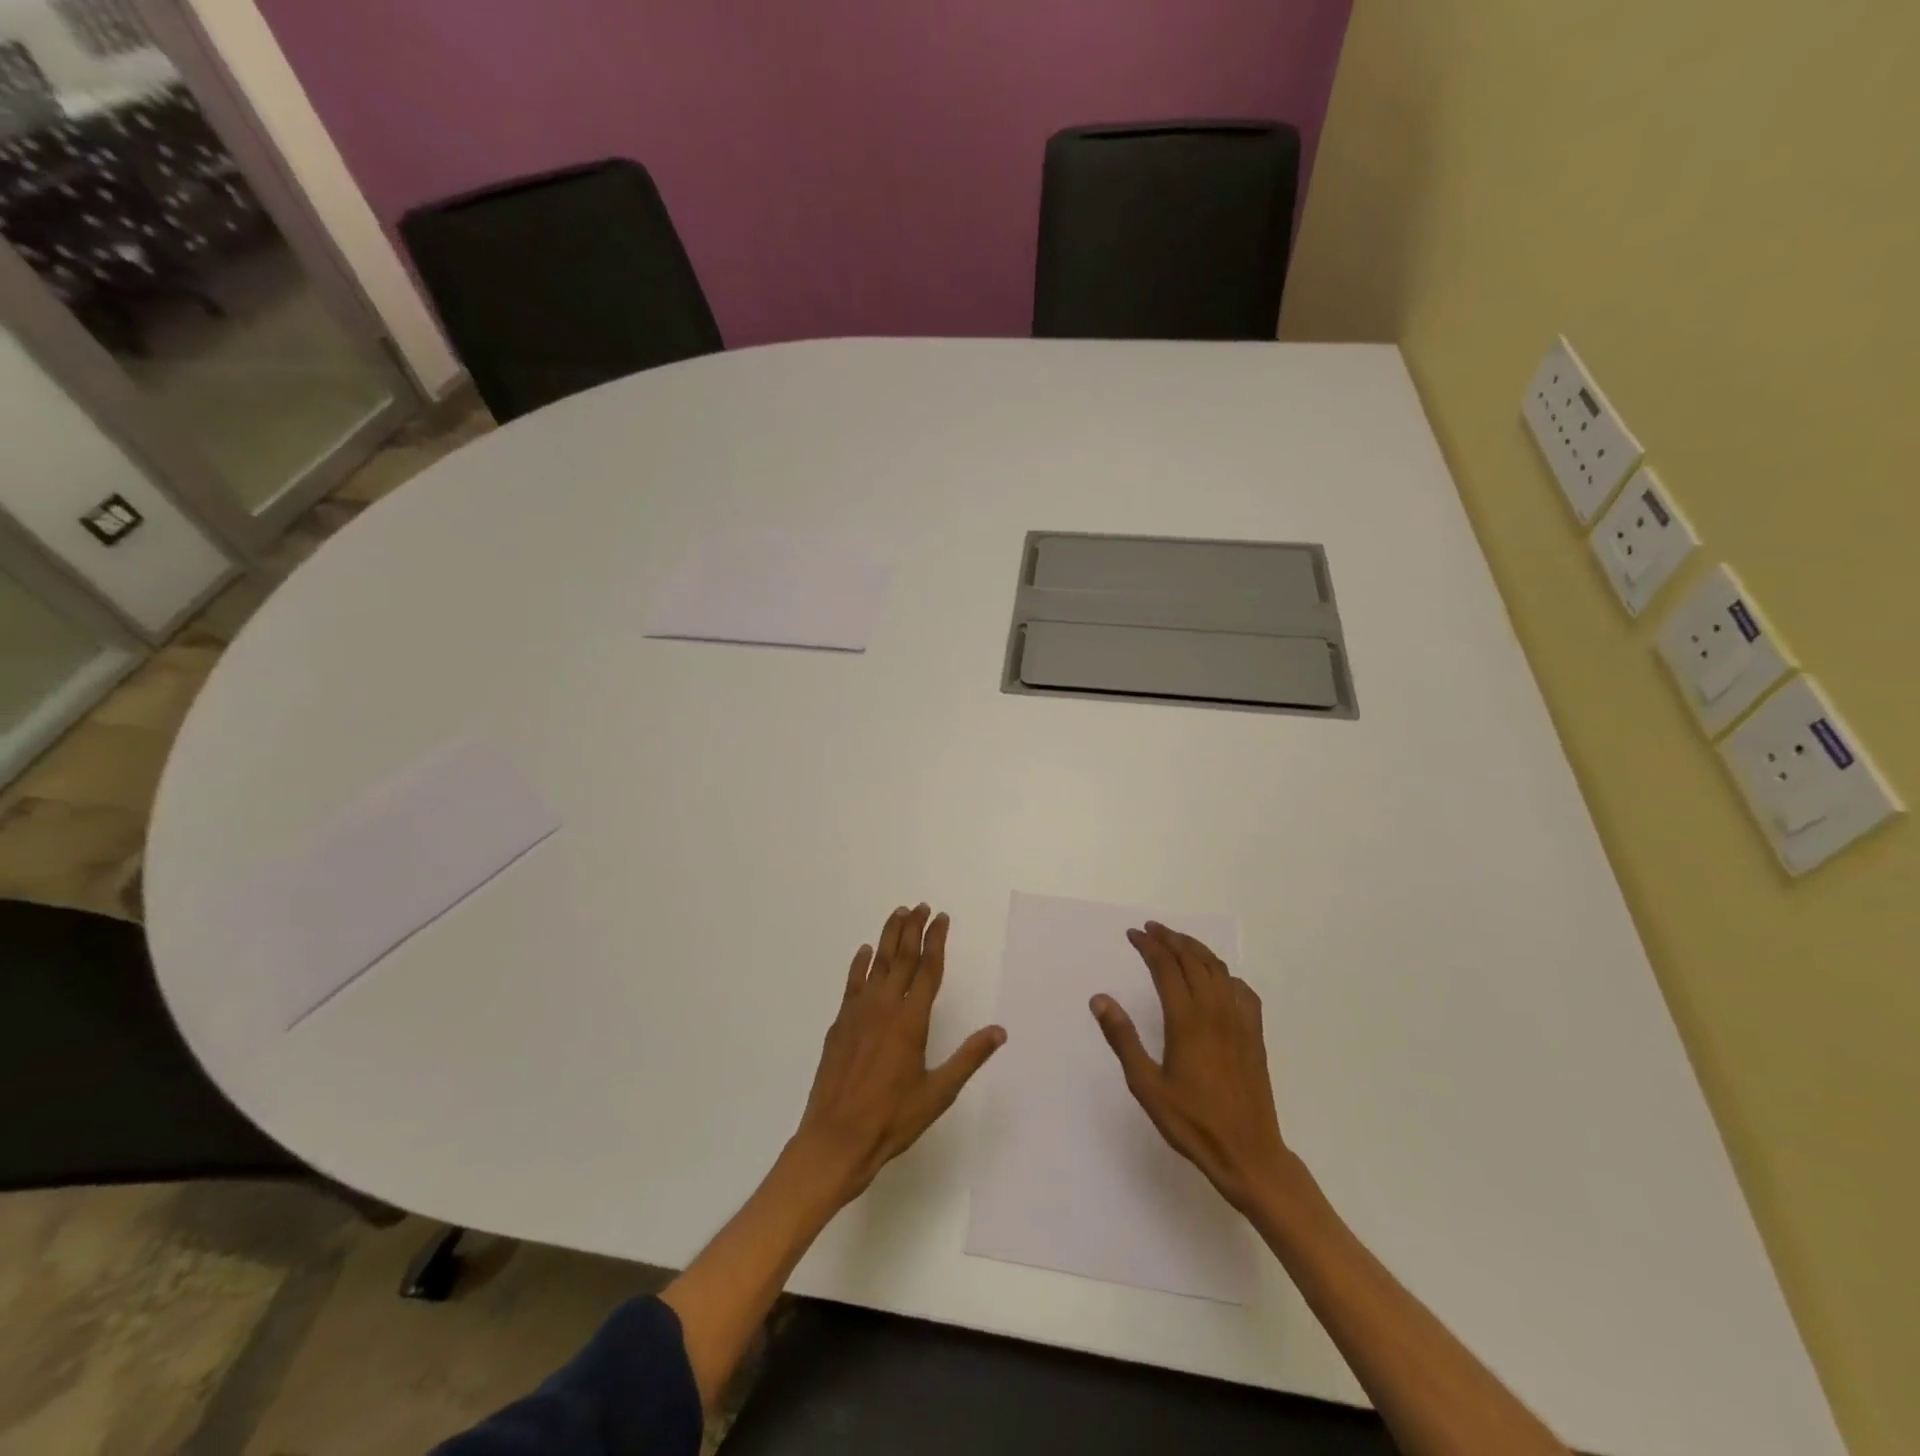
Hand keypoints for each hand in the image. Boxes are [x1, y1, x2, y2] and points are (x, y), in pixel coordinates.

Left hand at [790, 904, 1004, 1204]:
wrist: (835, 1140)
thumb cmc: (892, 1120)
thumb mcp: (938, 1093)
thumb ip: (968, 1058)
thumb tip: (999, 1031)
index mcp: (911, 1022)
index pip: (927, 970)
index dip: (936, 941)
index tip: (941, 918)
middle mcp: (884, 1008)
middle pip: (901, 959)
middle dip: (912, 929)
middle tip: (920, 906)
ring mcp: (858, 1014)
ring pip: (876, 965)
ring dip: (888, 937)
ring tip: (897, 914)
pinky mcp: (839, 1025)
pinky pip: (852, 984)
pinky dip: (859, 964)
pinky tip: (864, 952)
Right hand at [1091, 922, 1290, 1215]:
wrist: (1248, 1153)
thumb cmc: (1191, 1122)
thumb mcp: (1146, 1085)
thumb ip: (1123, 1039)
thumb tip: (1100, 999)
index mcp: (1186, 1020)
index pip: (1165, 966)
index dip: (1148, 945)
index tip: (1133, 934)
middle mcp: (1215, 1010)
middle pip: (1192, 959)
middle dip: (1170, 939)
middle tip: (1151, 929)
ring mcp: (1240, 1020)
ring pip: (1218, 968)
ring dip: (1196, 949)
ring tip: (1177, 942)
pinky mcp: (1255, 1034)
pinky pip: (1242, 989)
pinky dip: (1224, 973)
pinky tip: (1217, 979)